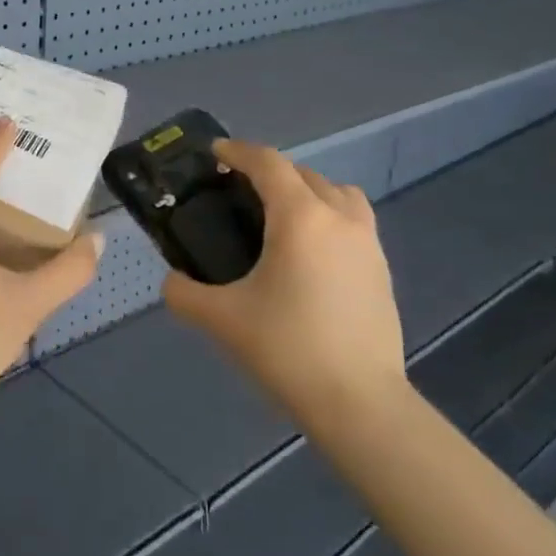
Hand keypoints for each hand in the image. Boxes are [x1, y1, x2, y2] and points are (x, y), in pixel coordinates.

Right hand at [164, 140, 406, 427]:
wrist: (359, 402)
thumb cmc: (287, 348)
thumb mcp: (220, 319)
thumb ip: (183, 293)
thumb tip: (173, 282)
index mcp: (300, 218)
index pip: (268, 164)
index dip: (238, 152)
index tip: (214, 153)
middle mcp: (339, 218)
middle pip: (304, 173)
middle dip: (269, 171)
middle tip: (238, 191)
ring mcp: (368, 243)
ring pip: (338, 193)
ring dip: (307, 190)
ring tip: (280, 217)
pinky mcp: (382, 269)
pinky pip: (353, 222)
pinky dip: (328, 217)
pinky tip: (308, 254)